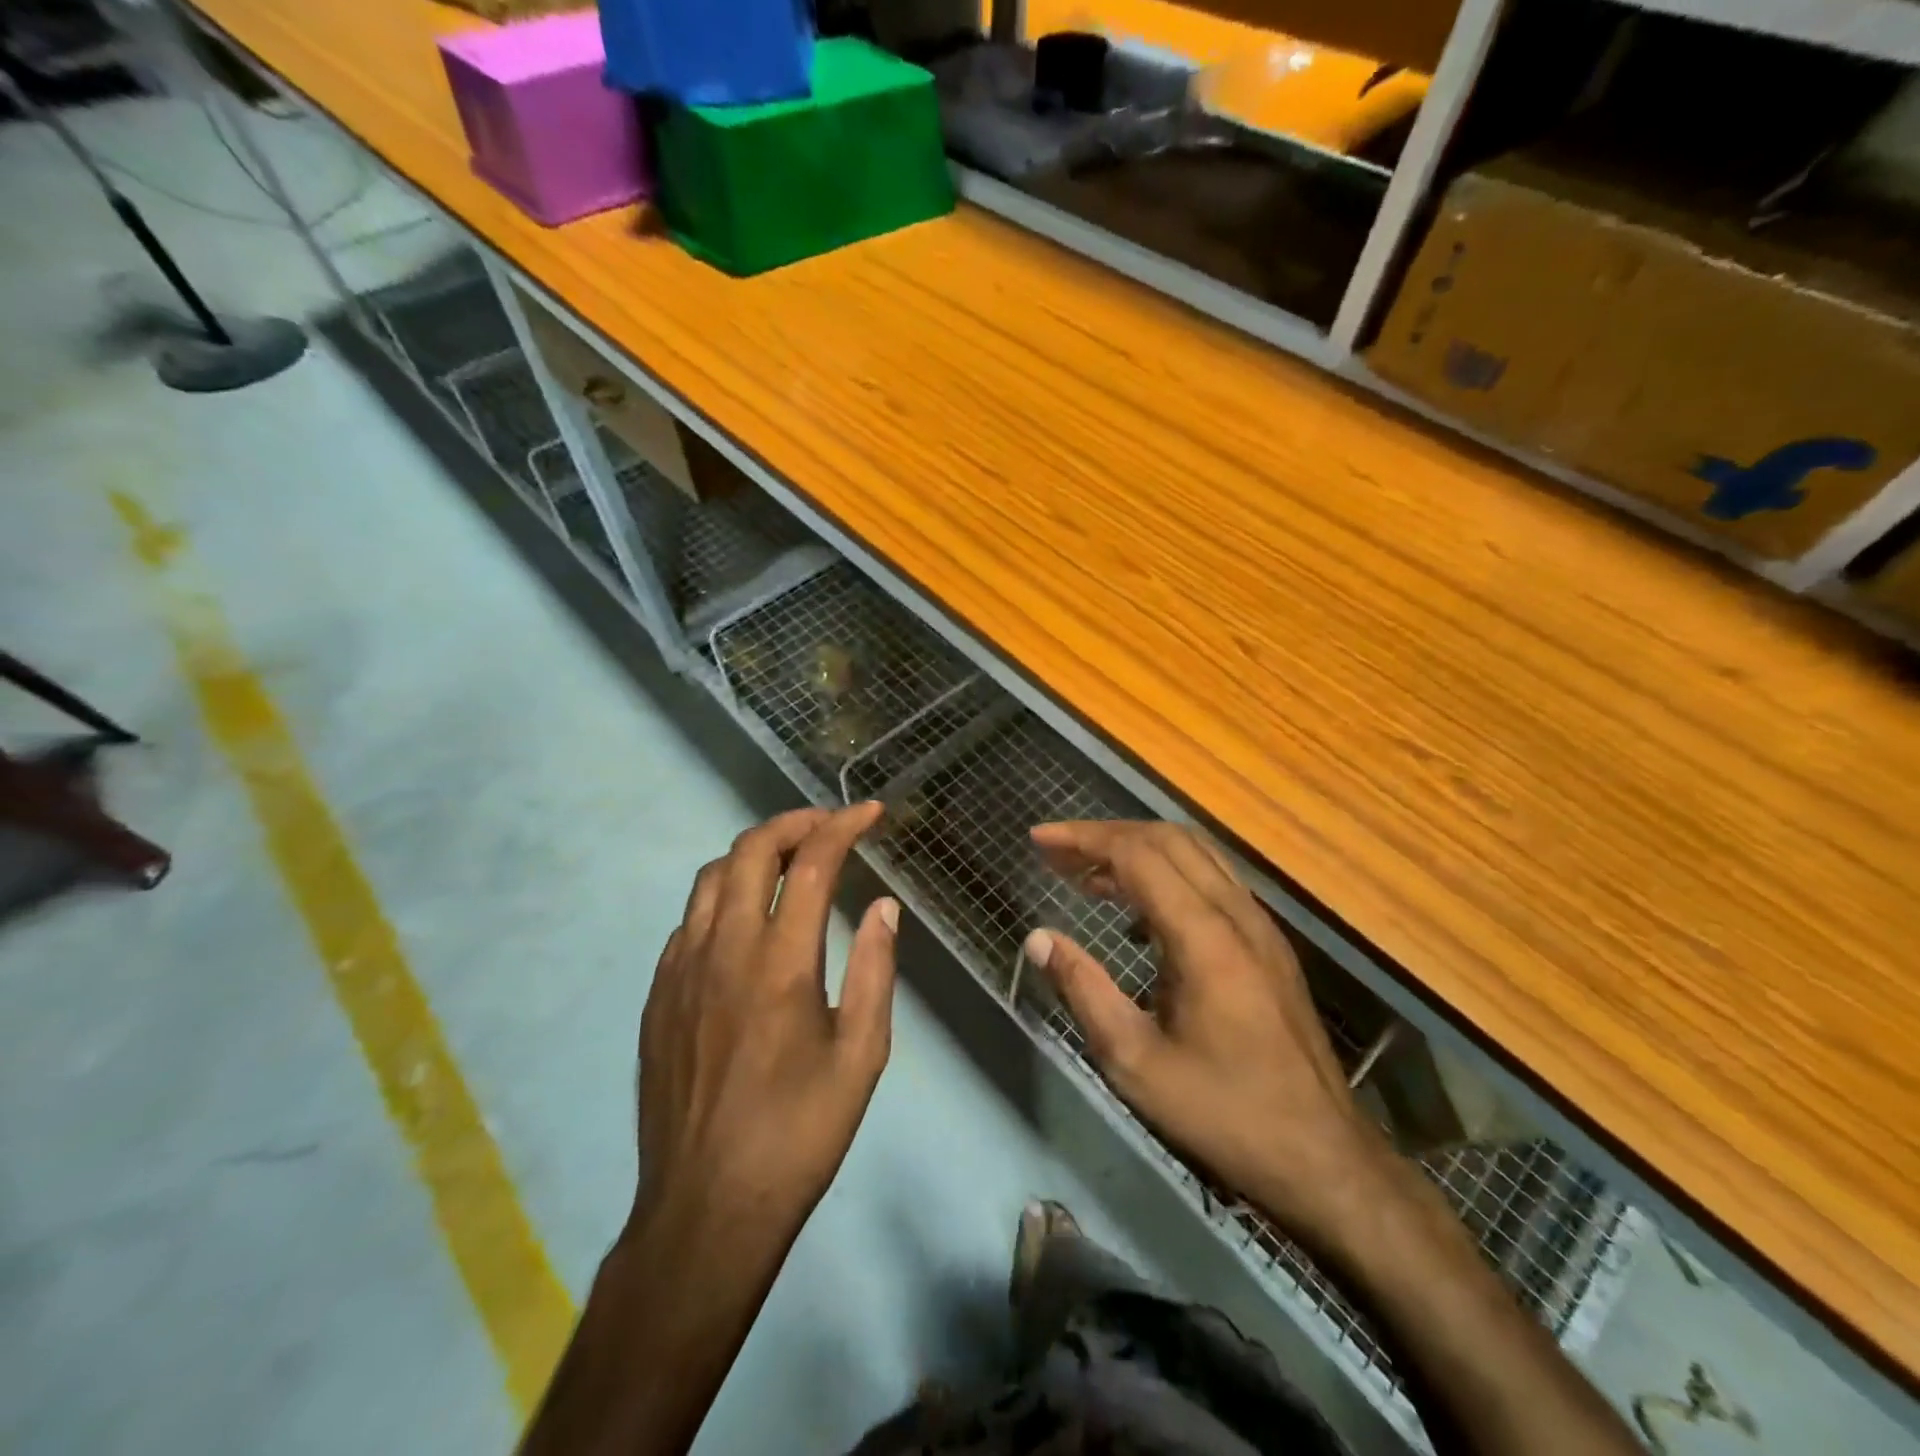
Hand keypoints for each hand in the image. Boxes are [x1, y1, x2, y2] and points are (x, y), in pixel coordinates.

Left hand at [634, 804, 898, 1246]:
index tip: (869, 813)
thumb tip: (882, 907)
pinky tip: (745, 924)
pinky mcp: (658, 995)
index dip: (842, 826)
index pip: (811, 863)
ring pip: (710, 877)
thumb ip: (874, 970)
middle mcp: (723, 950)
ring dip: (753, 854)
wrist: (706, 1210)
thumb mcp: (862, 1056)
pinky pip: (689, 920)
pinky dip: (723, 896)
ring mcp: (681, 969)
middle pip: (750, 850)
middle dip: (794, 822)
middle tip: (829, 827)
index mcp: (780, 963)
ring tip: (789, 864)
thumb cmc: (799, 1133)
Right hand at [1027, 820, 1394, 1246]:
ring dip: (1138, 849)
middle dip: (1106, 835)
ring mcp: (1261, 926)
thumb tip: (1039, 937)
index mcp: (1204, 938)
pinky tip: (1138, 912)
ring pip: (1195, 853)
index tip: (1039, 839)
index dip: (1084, 839)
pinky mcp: (1269, 944)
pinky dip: (1168, 872)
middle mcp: (1238, 914)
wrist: (1323, 1158)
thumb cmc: (1222, 1112)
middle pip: (1168, 839)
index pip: (1138, 855)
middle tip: (1057, 851)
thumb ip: (1084, 990)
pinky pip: (1213, 880)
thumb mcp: (1135, 1062)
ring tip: (1087, 874)